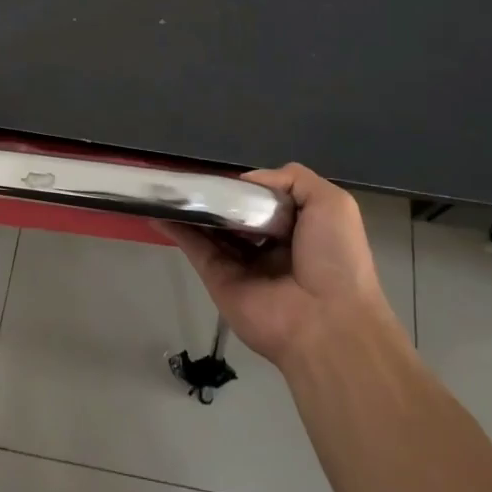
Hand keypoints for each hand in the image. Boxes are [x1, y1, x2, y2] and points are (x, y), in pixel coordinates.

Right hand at [164, 163, 395, 366]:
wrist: (327, 321)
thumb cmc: (335, 258)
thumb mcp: (331, 203)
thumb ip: (292, 178)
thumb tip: (245, 179)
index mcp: (296, 227)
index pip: (262, 199)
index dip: (244, 184)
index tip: (222, 170)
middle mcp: (266, 244)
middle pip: (232, 212)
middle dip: (212, 194)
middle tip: (187, 173)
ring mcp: (239, 262)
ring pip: (208, 227)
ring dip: (188, 206)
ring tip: (164, 183)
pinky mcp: (217, 277)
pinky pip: (194, 247)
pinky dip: (174, 227)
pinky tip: (156, 207)